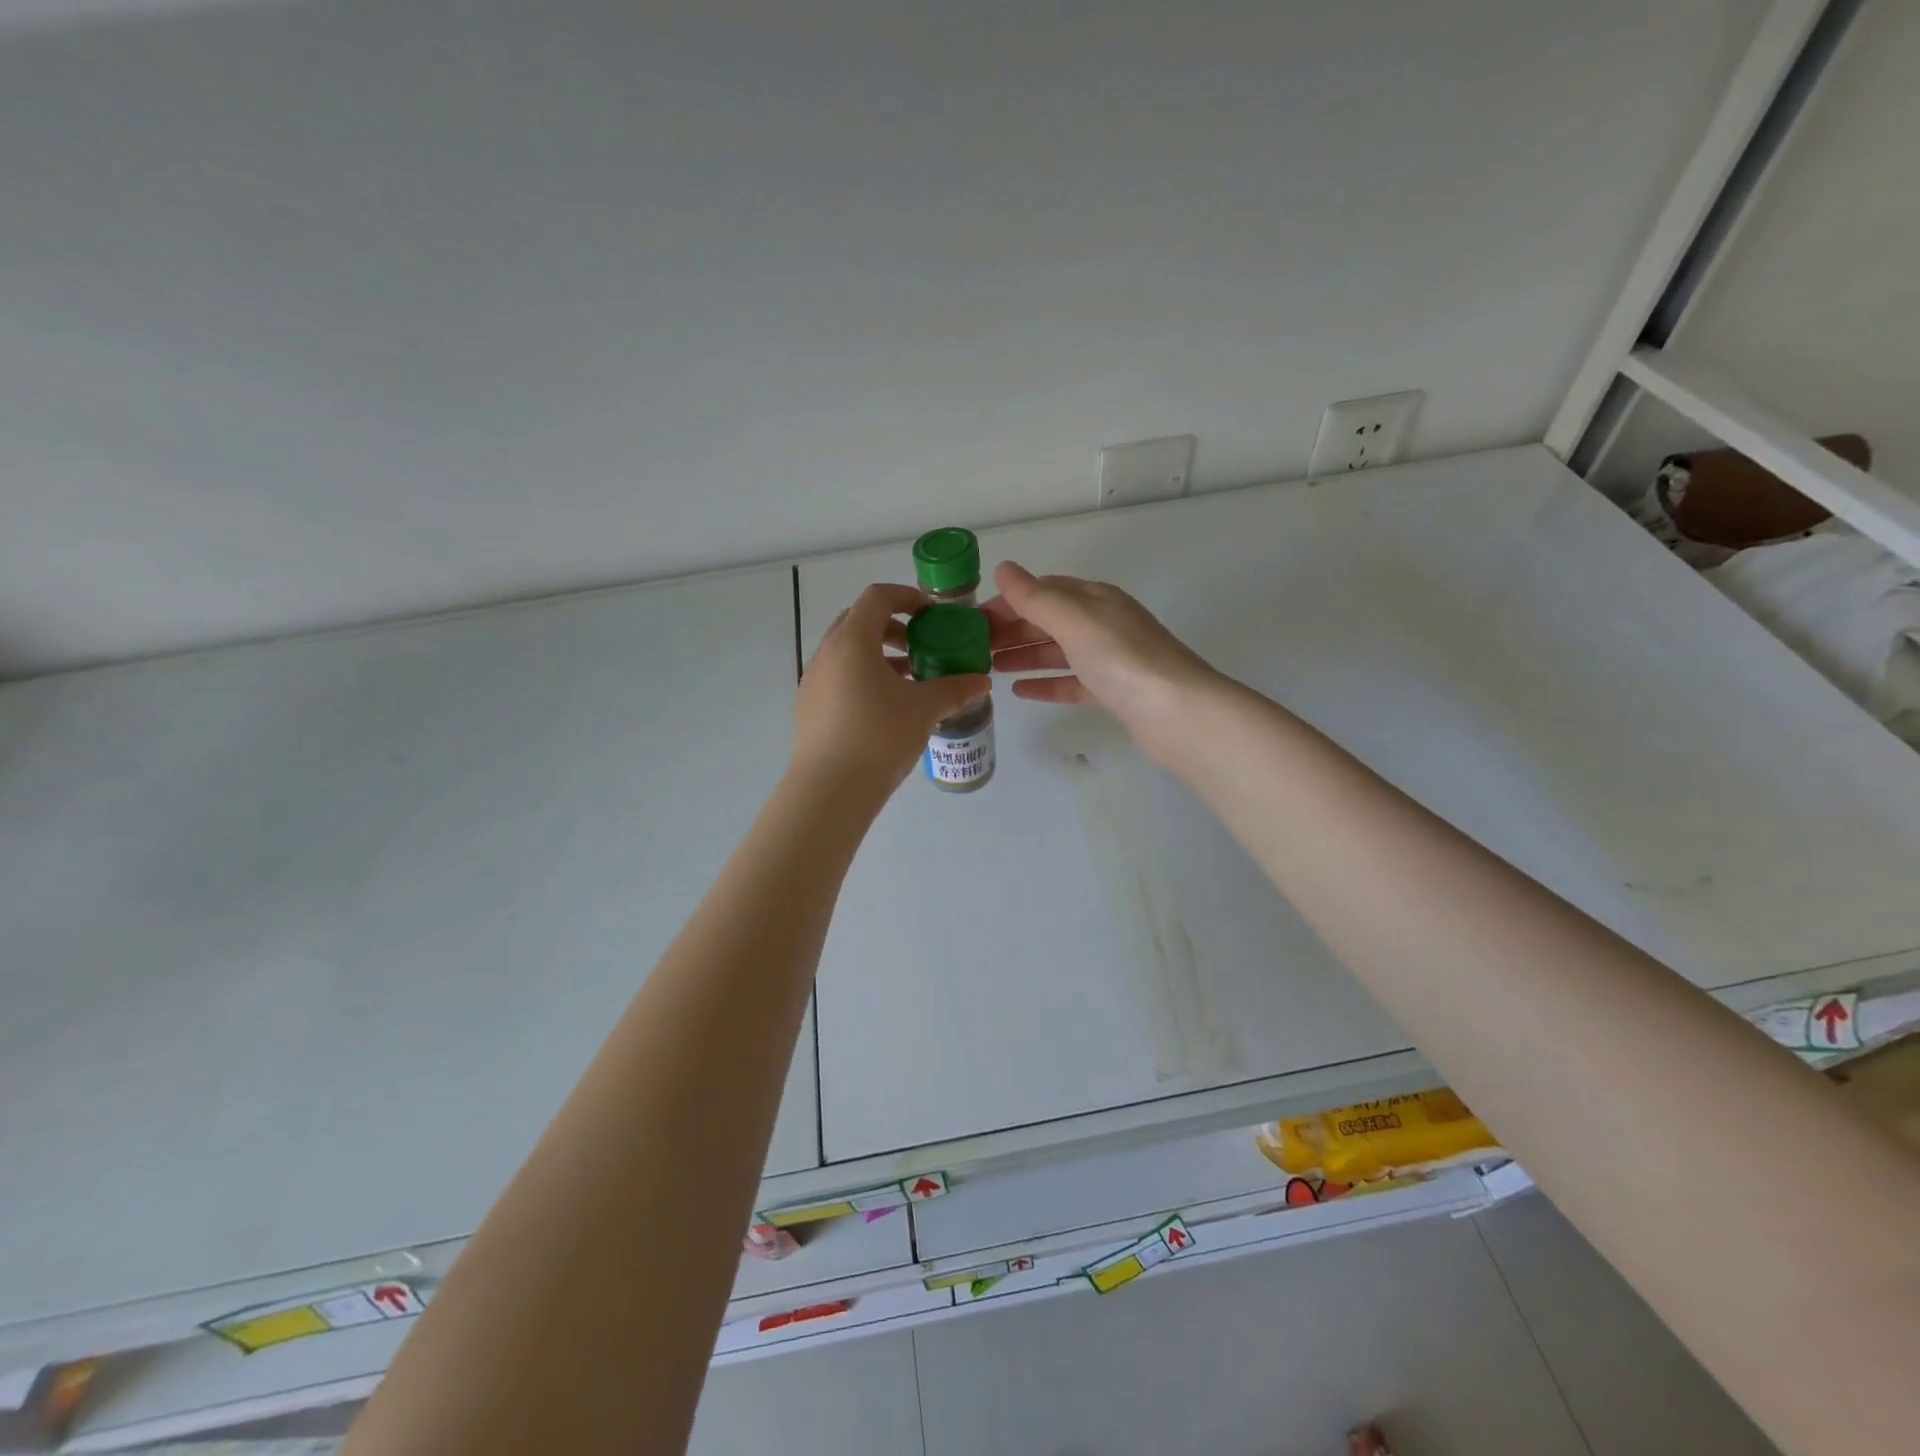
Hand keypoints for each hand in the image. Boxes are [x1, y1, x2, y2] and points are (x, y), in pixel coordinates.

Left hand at [791, 583, 990, 798]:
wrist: (830, 790)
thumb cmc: (879, 736)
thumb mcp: (925, 709)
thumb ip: (955, 689)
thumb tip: (982, 681)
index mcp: (852, 640)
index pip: (877, 597)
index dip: (907, 597)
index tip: (931, 614)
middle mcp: (826, 653)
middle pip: (859, 622)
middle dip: (892, 627)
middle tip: (920, 646)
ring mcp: (812, 681)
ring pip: (847, 653)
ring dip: (878, 656)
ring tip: (909, 681)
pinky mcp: (808, 707)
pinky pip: (838, 678)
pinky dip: (862, 678)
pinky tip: (885, 709)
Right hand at [982, 561, 1221, 764]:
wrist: (1177, 713)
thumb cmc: (1122, 659)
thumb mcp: (1075, 620)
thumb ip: (1036, 597)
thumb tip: (1003, 569)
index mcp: (1095, 599)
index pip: (1043, 590)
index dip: (1008, 602)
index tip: (973, 621)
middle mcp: (1102, 624)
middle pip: (1048, 620)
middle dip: (1011, 630)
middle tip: (974, 649)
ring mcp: (1108, 659)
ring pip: (1057, 652)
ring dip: (1023, 655)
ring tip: (989, 668)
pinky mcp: (1111, 692)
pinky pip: (1070, 682)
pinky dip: (1045, 683)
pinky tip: (1020, 691)